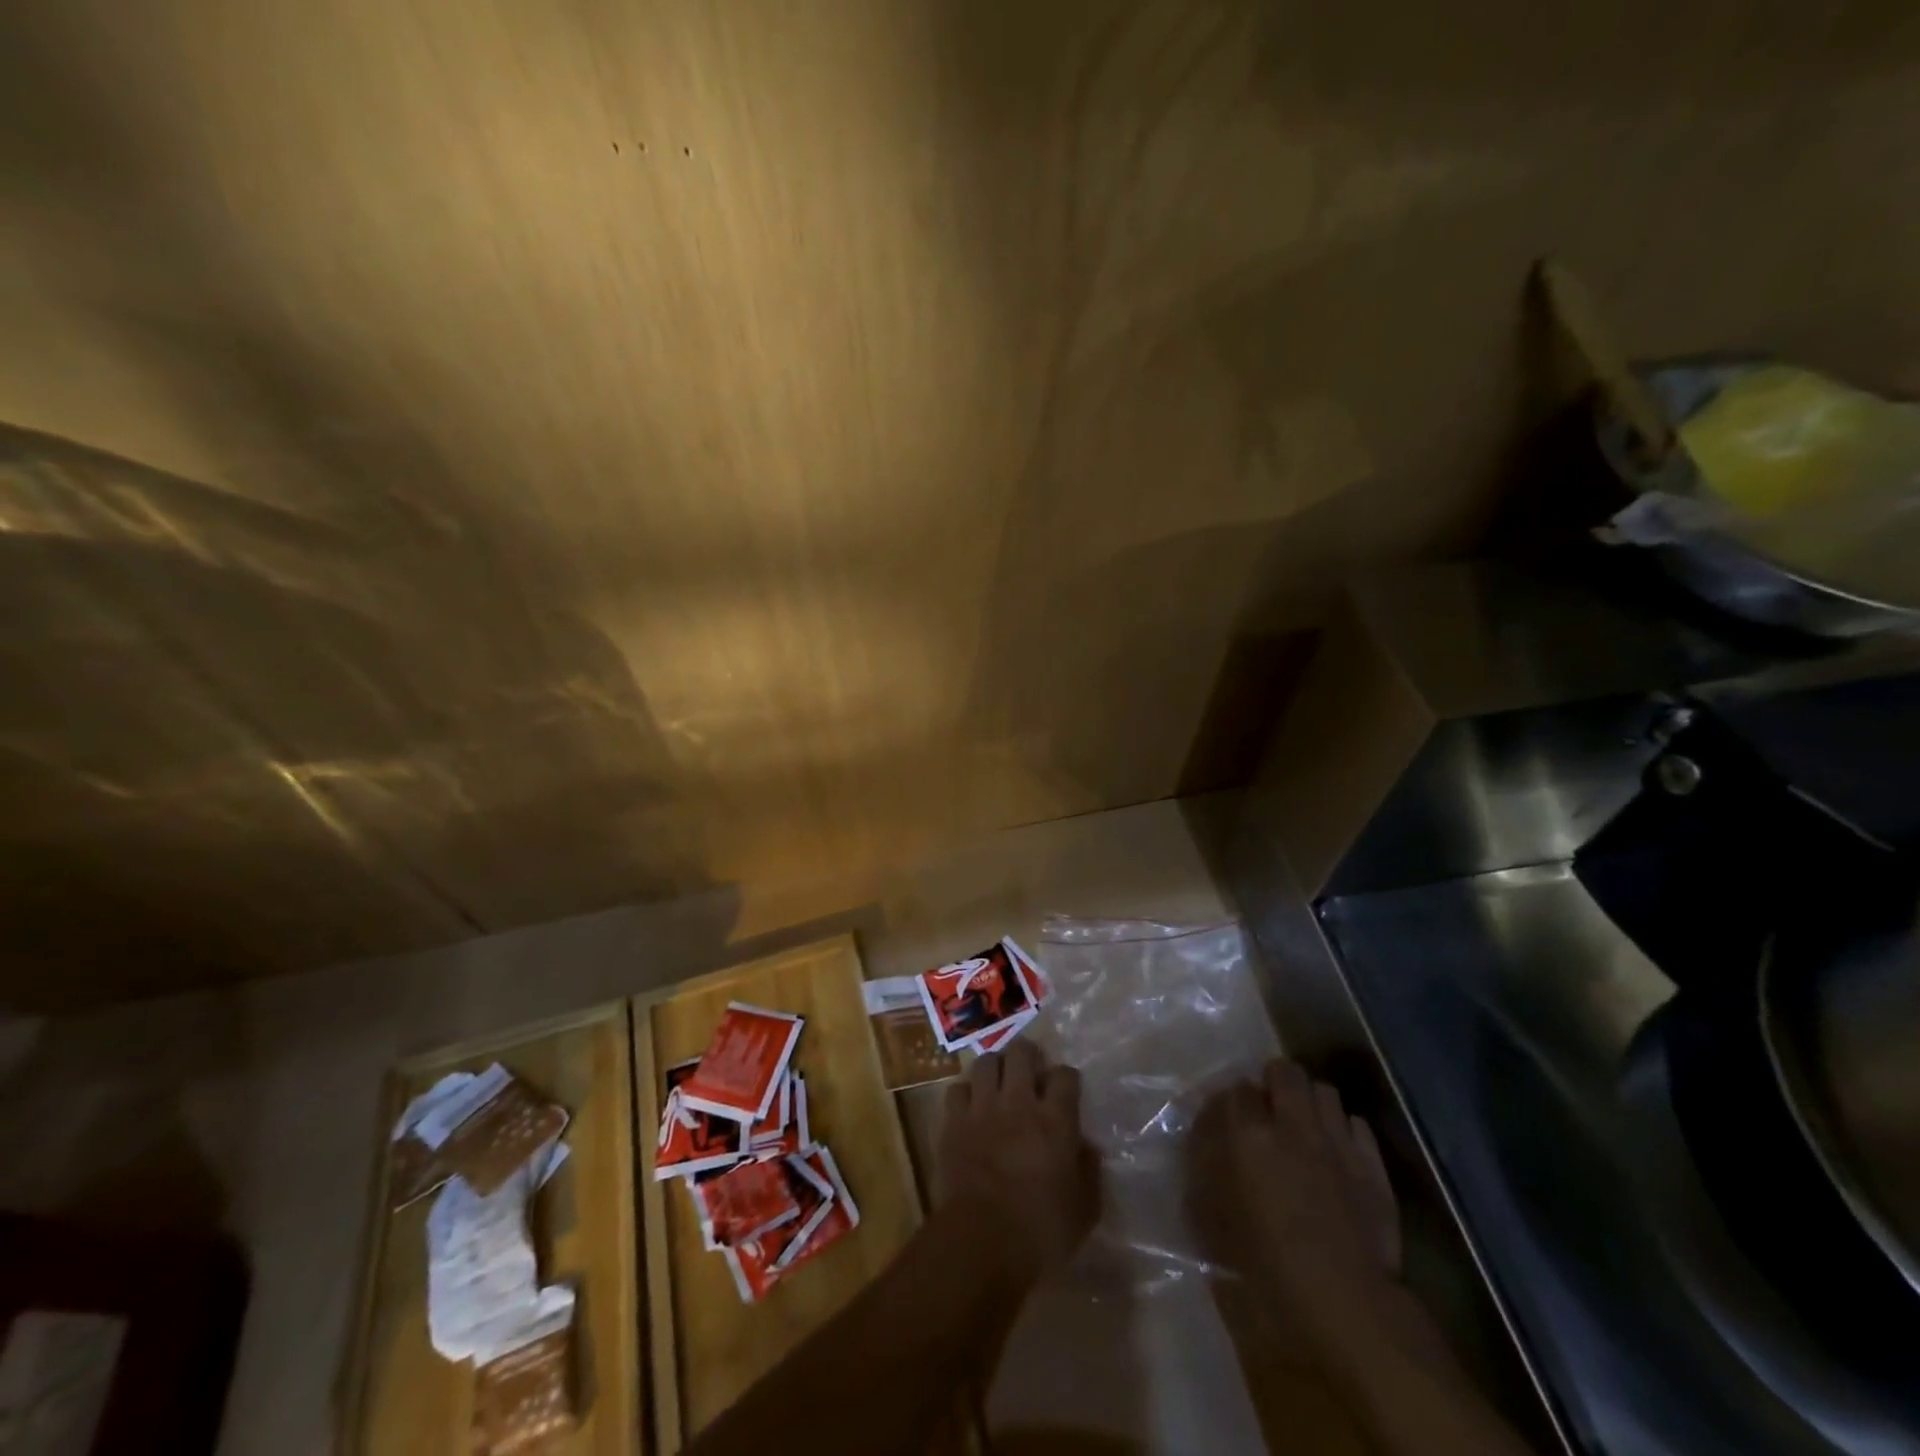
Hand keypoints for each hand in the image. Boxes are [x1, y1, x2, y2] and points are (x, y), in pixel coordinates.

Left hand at [936, 1039, 1098, 1283]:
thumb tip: (1087, 1147)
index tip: (1066, 1090)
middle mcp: (1019, 1102)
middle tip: (1031, 1072)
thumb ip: (1089, 1172)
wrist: (981, 1242)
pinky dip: (966, 1094)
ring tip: (999, 1082)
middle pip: (1022, 1052)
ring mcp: (982, 1108)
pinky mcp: (953, 1121)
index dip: (1066, 1078)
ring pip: (987, 1062)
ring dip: (996, 1068)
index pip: (1065, 1075)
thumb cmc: (1041, 1232)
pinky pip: (957, 1089)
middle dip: (1029, 1055)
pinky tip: (971, 1108)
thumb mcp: (1084, 1210)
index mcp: (1055, 1120)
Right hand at [1190, 1059, 1400, 1344]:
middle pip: (1284, 1071)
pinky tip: (1339, 1151)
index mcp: (1249, 1134)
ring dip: (1311, 1101)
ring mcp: (1337, 1140)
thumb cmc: (1268, 1266)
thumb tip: (1202, 1146)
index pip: (1236, 1088)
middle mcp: (1292, 1124)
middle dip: (1274, 1082)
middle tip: (1268, 1108)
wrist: (1348, 1301)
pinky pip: (1357, 1124)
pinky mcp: (1373, 1164)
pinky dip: (1344, 1129)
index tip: (1229, 1118)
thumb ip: (1204, 1172)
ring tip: (1305, 1124)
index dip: (1232, 1100)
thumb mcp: (1215, 1220)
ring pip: (1324, 1090)